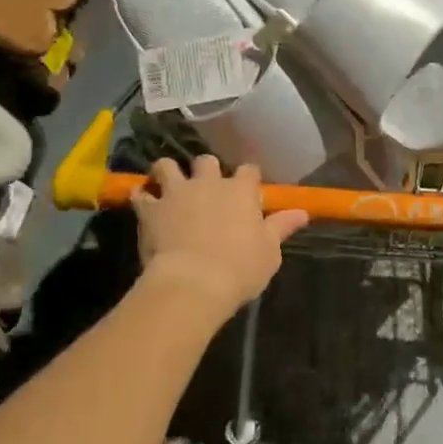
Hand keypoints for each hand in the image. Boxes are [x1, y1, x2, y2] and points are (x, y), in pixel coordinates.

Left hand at [133, 157, 307, 316]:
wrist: (193, 282)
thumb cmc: (239, 268)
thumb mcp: (270, 252)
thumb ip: (281, 227)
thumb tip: (302, 212)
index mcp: (241, 191)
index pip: (249, 170)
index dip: (248, 179)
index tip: (248, 191)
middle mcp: (208, 183)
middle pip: (207, 161)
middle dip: (206, 171)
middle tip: (206, 189)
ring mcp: (176, 192)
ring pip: (167, 165)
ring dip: (168, 172)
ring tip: (168, 185)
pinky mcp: (149, 209)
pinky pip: (140, 193)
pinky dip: (141, 196)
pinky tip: (143, 204)